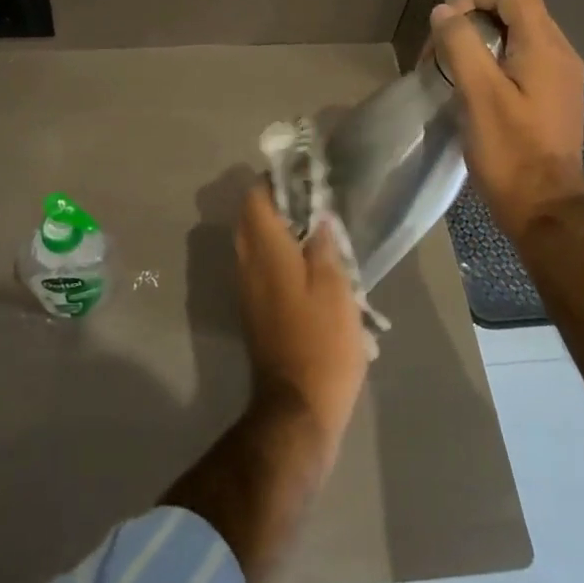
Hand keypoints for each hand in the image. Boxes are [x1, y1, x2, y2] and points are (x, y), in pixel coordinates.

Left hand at [232, 183, 368, 446]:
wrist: (298, 406)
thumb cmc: (322, 343)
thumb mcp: (335, 289)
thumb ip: (323, 248)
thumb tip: (318, 217)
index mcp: (266, 252)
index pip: (255, 201)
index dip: (273, 182)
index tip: (301, 177)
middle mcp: (248, 265)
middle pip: (250, 220)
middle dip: (275, 204)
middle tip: (312, 202)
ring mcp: (248, 290)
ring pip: (253, 245)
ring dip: (277, 230)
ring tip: (315, 231)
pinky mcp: (255, 311)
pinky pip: (260, 268)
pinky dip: (278, 255)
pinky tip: (308, 265)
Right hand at [431, 0, 583, 241]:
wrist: (544, 208)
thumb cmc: (510, 151)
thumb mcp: (479, 94)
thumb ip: (461, 45)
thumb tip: (443, 12)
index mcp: (545, 46)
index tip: (448, 31)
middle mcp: (559, 53)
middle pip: (514, 10)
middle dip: (471, 23)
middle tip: (440, 56)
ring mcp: (558, 77)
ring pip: (515, 37)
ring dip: (478, 45)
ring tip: (450, 75)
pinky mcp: (551, 98)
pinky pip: (520, 62)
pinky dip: (492, 65)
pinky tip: (471, 93)